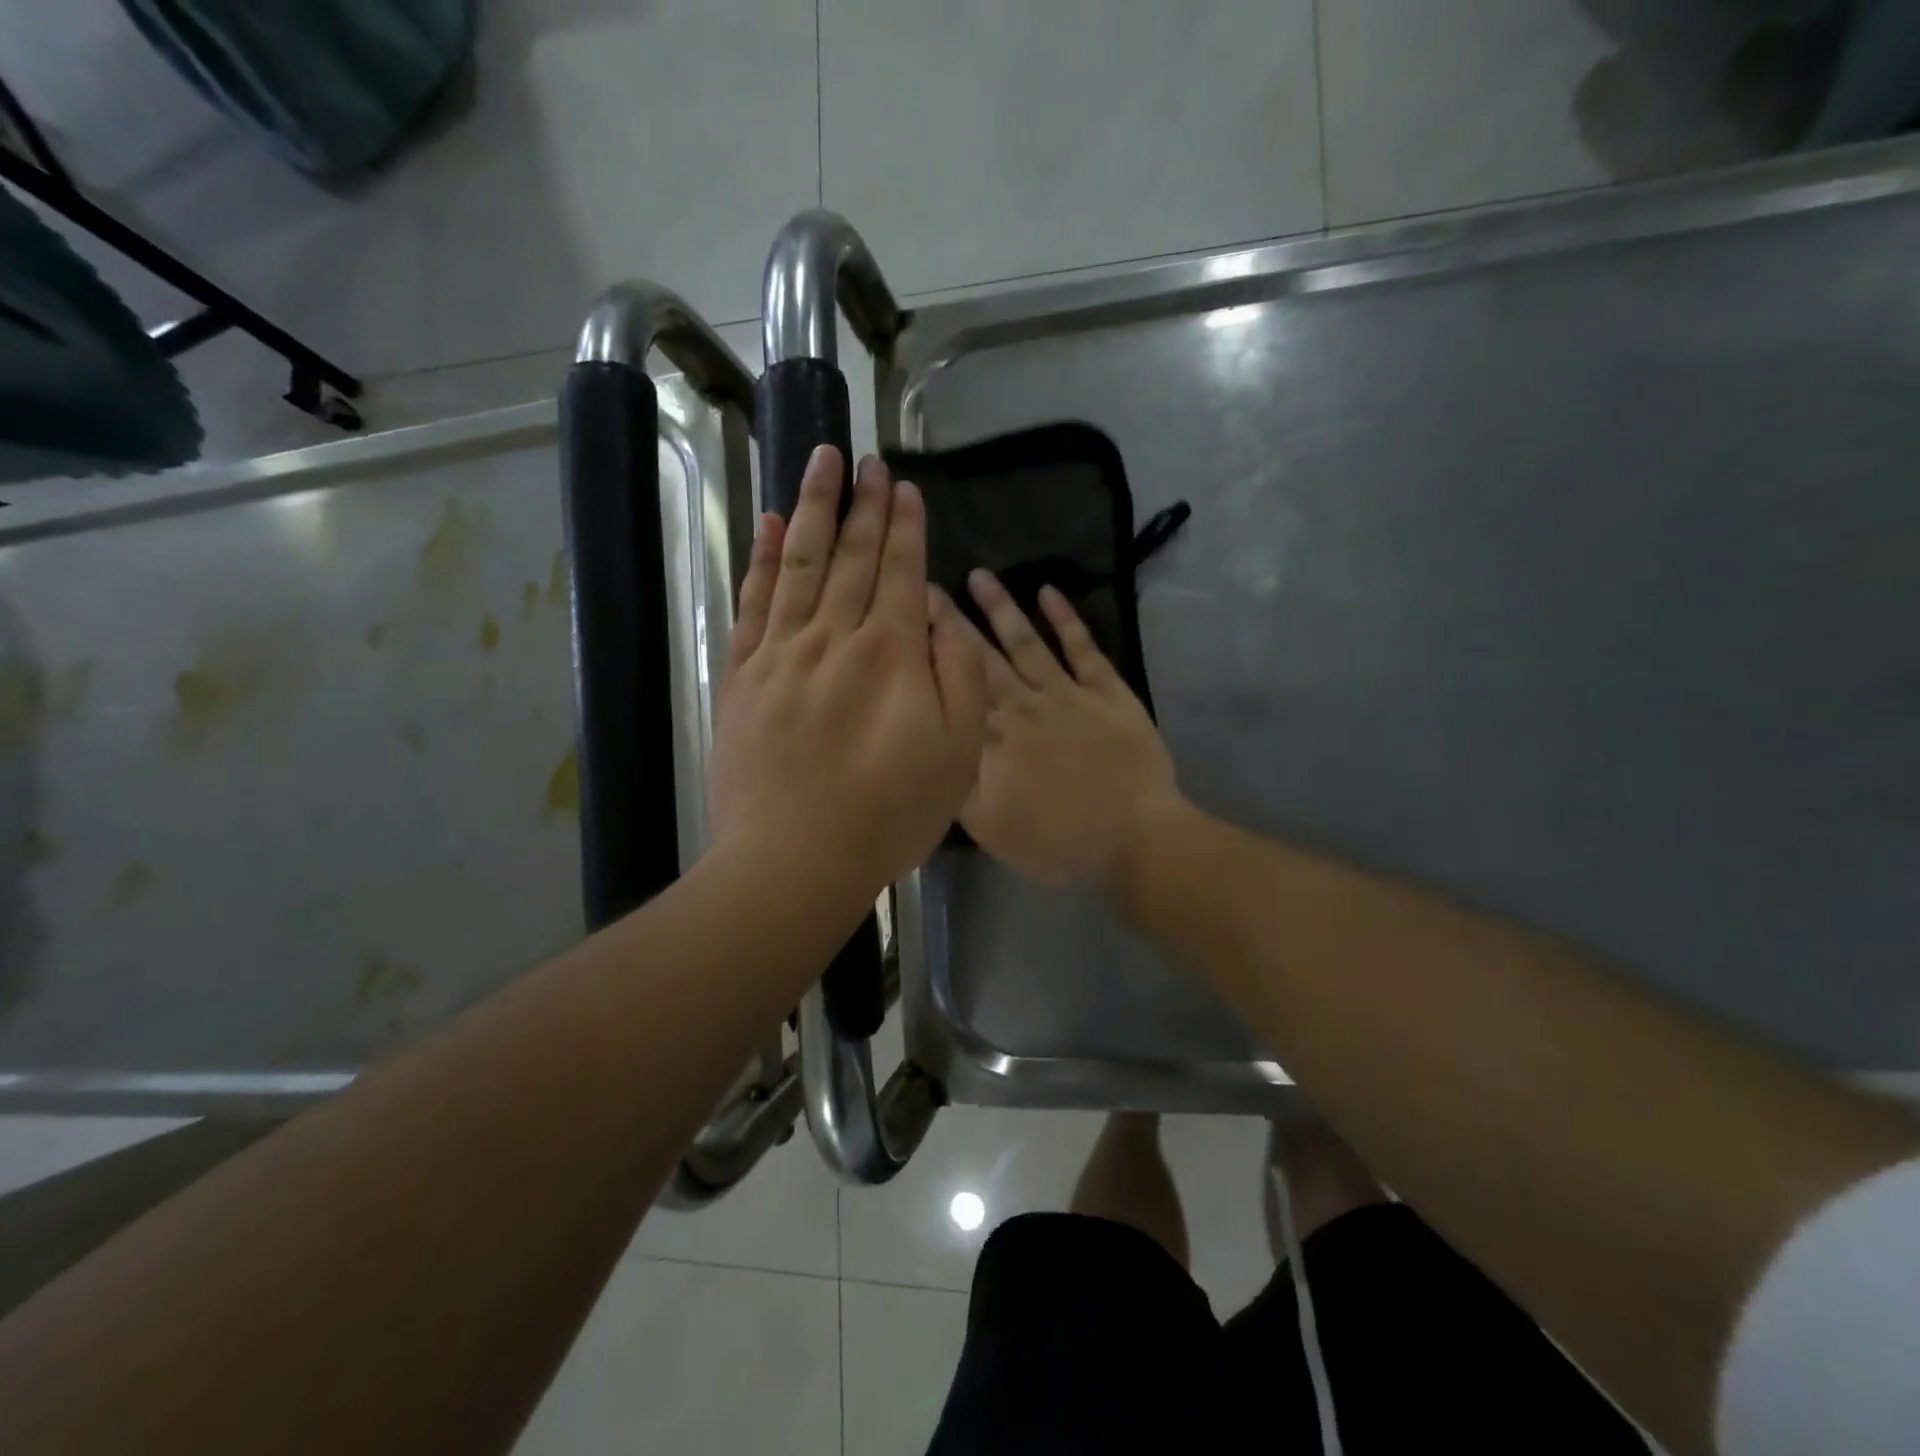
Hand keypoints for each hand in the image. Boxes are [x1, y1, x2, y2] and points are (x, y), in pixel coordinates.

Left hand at [709, 447, 986, 904]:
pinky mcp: (742, 676)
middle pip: (851, 555)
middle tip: (867, 460)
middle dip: (863, 504)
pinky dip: (758, 558)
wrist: (795, 859)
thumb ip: (961, 675)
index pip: (901, 571)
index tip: (903, 486)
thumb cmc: (889, 814)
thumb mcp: (958, 753)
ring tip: (819, 461)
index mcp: (892, 653)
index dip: (904, 526)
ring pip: (798, 562)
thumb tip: (944, 614)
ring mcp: (781, 652)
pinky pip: (752, 602)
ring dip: (811, 508)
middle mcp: (835, 636)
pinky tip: (765, 524)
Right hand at [958, 570, 1181, 890]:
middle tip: (927, 584)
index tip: (905, 619)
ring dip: (1002, 607)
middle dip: (952, 621)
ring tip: (979, 574)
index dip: (928, 653)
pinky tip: (1049, 591)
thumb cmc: (1059, 842)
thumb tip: (931, 747)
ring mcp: (1066, 694)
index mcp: (991, 739)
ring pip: (1026, 642)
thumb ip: (955, 785)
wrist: (1134, 839)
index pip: (952, 687)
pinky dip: (1066, 618)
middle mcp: (1022, 706)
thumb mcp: (990, 829)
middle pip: (981, 657)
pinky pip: (1083, 648)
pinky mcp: (1107, 692)